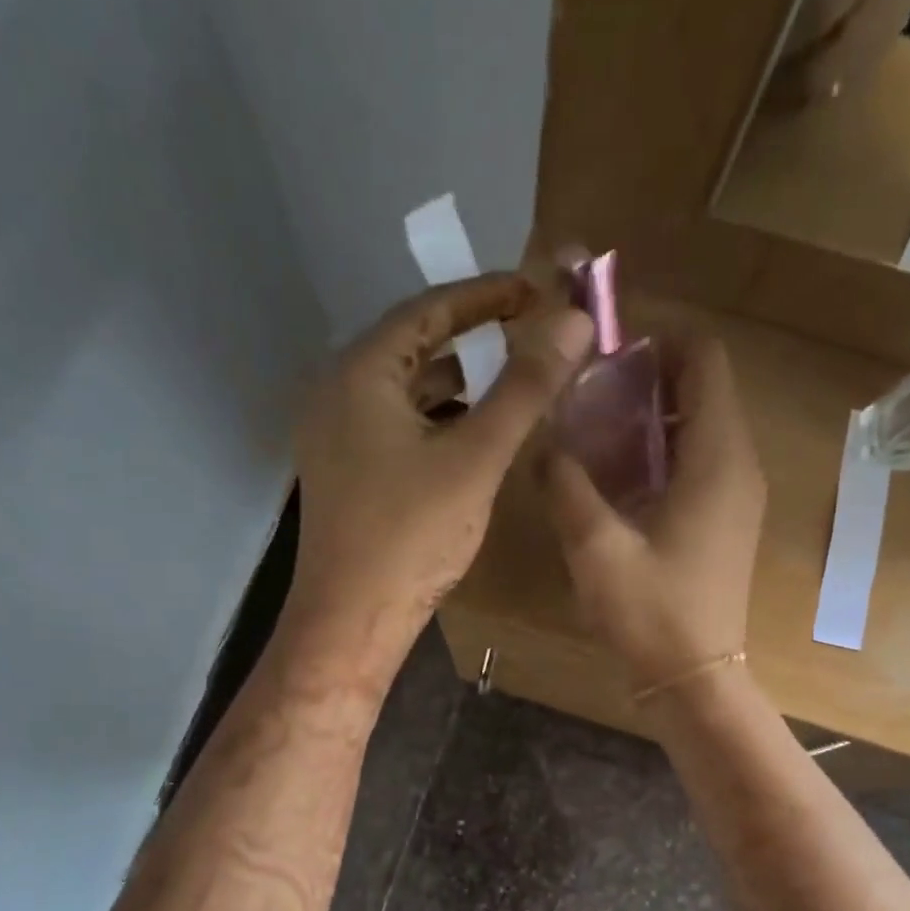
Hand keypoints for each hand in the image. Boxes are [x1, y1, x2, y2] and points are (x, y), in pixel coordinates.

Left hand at [290, 273, 593, 674]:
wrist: (351, 621)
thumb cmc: (410, 536)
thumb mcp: (475, 458)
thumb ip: (524, 388)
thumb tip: (573, 320)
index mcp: (360, 374)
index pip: (428, 309)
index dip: (487, 294)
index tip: (538, 289)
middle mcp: (337, 393)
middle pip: (413, 344)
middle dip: (473, 335)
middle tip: (530, 330)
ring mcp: (336, 435)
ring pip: (405, 389)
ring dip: (457, 380)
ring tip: (512, 379)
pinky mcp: (345, 471)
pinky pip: (396, 424)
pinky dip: (437, 419)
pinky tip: (473, 435)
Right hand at [542, 332, 765, 689]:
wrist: (695, 678)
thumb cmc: (651, 612)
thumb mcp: (595, 546)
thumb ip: (566, 483)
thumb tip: (545, 443)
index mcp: (717, 457)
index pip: (705, 359)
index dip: (659, 340)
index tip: (606, 352)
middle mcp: (738, 464)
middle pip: (702, 387)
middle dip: (647, 377)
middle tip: (587, 392)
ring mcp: (737, 493)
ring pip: (699, 425)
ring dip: (650, 416)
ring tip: (593, 430)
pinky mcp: (725, 519)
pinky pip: (697, 460)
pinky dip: (660, 450)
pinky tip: (616, 477)